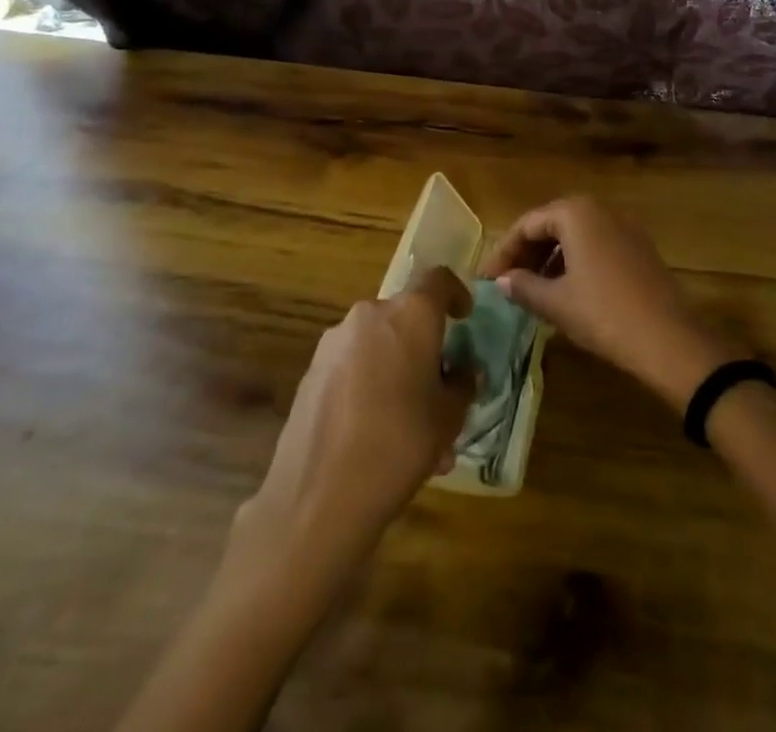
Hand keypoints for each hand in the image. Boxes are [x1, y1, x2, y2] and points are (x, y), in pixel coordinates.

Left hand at [243, 268, 475, 566]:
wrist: (319, 495)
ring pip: (378, 343)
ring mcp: (335, 341)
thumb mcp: (449, 417)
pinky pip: (352, 364)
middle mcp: (371, 314)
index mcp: (411, 314)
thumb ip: (462, 385)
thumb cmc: (400, 443)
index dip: (456, 294)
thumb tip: (463, 373)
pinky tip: (374, 431)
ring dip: (396, 368)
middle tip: (438, 386)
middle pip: (406, 316)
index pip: (439, 280)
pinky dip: (369, 383)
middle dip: (424, 345)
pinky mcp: (312, 370)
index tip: (464, 319)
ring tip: (408, 422)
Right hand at [478, 197, 738, 410]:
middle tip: (505, 282)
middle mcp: (600, 210)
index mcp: (575, 213)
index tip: (485, 278)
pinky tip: (565, 290)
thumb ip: (523, 286)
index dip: (503, 251)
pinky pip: (596, 245)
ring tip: (531, 289)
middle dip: (526, 252)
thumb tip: (502, 280)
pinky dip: (574, 261)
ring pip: (575, 235)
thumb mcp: (555, 303)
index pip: (527, 223)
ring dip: (549, 258)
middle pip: (551, 224)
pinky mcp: (639, 248)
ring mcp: (624, 227)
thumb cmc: (603, 314)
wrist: (669, 339)